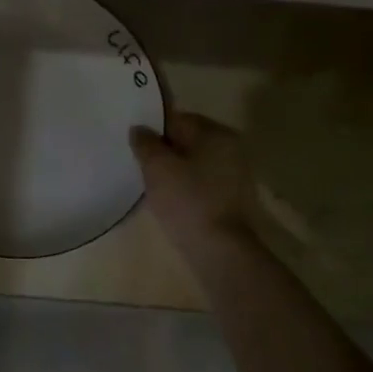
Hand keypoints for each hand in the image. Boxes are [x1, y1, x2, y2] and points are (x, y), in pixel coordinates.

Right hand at [130, 112, 254, 254]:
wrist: (222, 252)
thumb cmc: (188, 201)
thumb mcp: (157, 167)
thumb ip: (145, 143)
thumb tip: (139, 129)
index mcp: (215, 132)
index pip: (177, 119)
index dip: (153, 129)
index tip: (136, 144)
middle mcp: (231, 147)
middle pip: (188, 140)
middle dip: (165, 150)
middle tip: (141, 164)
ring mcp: (236, 175)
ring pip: (195, 163)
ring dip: (175, 170)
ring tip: (153, 184)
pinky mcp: (234, 199)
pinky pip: (203, 183)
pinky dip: (188, 187)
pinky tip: (171, 200)